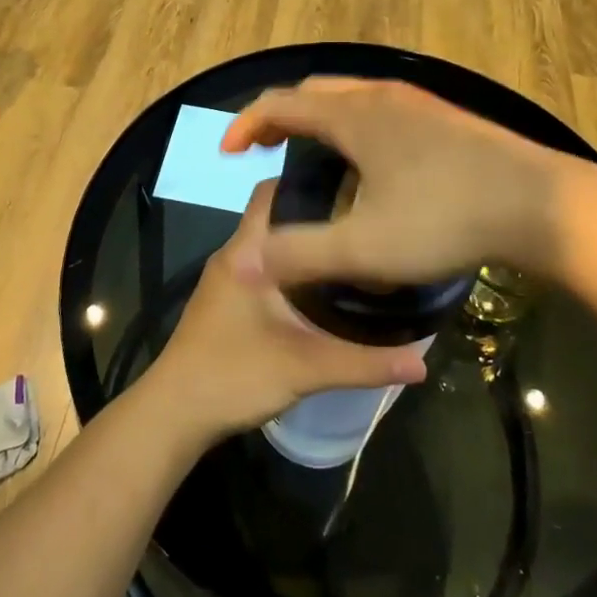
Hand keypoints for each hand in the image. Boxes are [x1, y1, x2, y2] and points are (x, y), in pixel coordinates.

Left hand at [145, 183, 427, 442]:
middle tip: (363, 218)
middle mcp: (234, 255)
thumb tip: (423, 362)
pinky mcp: (226, 302)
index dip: (309, 181)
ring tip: (351, 247)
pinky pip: (263, 267)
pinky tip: (322, 288)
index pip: (273, 192)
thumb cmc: (233, 376)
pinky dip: (291, 268)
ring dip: (303, 244)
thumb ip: (364, 363)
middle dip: (316, 213)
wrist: (174, 415)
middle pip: (275, 216)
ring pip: (270, 244)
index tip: (352, 184)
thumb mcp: (305, 368)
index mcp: (246, 252)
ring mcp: (227, 279)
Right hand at [221, 78, 584, 290]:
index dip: (244, 125)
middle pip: (313, 93)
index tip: (227, 155)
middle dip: (280, 118)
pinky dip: (353, 126)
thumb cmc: (446, 218)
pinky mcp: (445, 117)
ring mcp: (417, 102)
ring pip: (350, 98)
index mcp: (353, 115)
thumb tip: (243, 264)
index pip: (279, 103)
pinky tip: (370, 166)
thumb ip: (299, 254)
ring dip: (319, 121)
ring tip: (313, 160)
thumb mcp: (365, 248)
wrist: (544, 204)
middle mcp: (381, 95)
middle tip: (264, 152)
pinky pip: (380, 109)